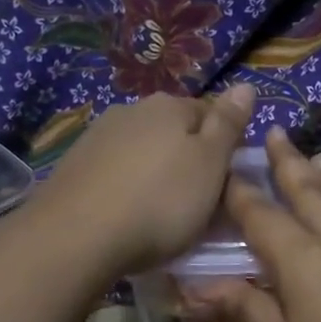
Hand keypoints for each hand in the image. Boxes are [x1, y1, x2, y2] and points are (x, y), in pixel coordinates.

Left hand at [33, 86, 255, 277]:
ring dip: (155, 173)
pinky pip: (115, 172)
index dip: (225, 145)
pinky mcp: (73, 166)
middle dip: (188, 159)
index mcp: (170, 106)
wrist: (77, 236)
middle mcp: (131, 111)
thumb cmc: (160, 202)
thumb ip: (228, 125)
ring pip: (142, 150)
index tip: (229, 180)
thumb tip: (246, 85)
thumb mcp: (210, 165)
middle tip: (199, 201)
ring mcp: (97, 136)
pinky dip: (127, 187)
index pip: (210, 113)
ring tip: (162, 212)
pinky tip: (127, 213)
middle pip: (173, 131)